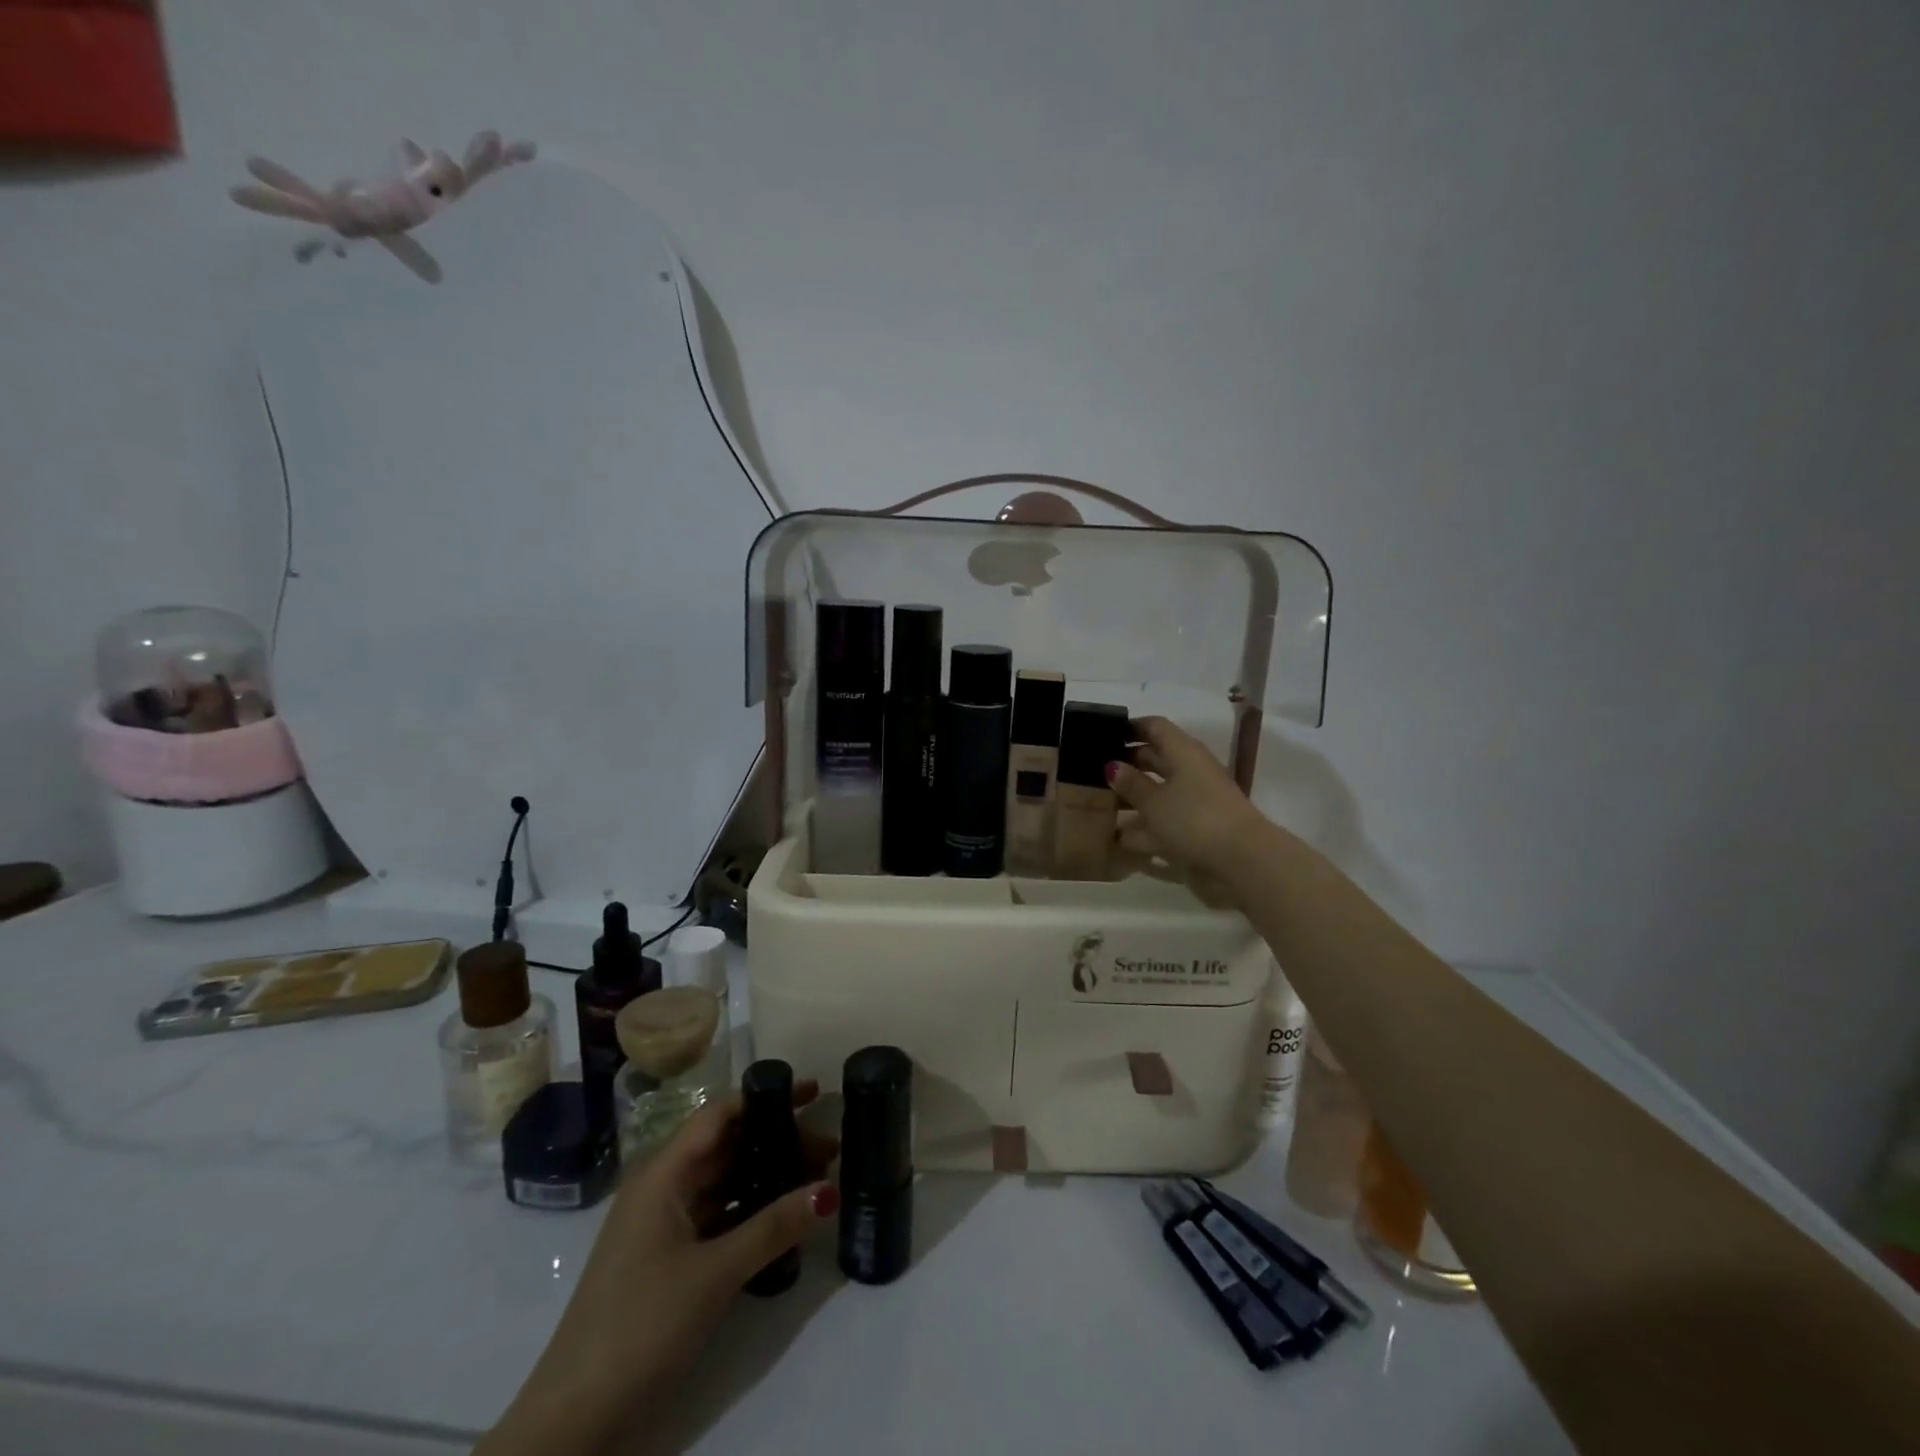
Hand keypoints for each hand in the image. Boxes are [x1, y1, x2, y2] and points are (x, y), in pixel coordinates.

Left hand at [480, 1084, 838, 1454]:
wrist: (574, 1421)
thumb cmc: (640, 1326)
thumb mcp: (714, 1274)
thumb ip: (774, 1227)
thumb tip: (830, 1189)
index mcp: (662, 1174)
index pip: (720, 1114)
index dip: (765, 1097)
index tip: (813, 1092)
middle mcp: (662, 1187)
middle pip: (727, 1145)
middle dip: (778, 1139)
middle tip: (830, 1149)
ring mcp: (663, 1224)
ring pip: (725, 1180)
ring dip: (768, 1175)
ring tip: (818, 1178)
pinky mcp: (669, 1257)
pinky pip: (718, 1214)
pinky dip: (752, 1209)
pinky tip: (786, 1218)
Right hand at [1110, 716, 1267, 881]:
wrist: (1241, 860)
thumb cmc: (1193, 819)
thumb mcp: (1154, 801)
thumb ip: (1131, 783)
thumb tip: (1112, 766)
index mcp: (1183, 752)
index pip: (1155, 727)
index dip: (1130, 727)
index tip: (1102, 734)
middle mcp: (1190, 771)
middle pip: (1155, 759)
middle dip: (1125, 764)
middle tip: (1092, 771)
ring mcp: (1195, 801)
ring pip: (1158, 792)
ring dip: (1131, 798)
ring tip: (1098, 804)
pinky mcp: (1196, 828)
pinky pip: (1163, 821)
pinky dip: (1142, 827)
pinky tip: (1117, 838)